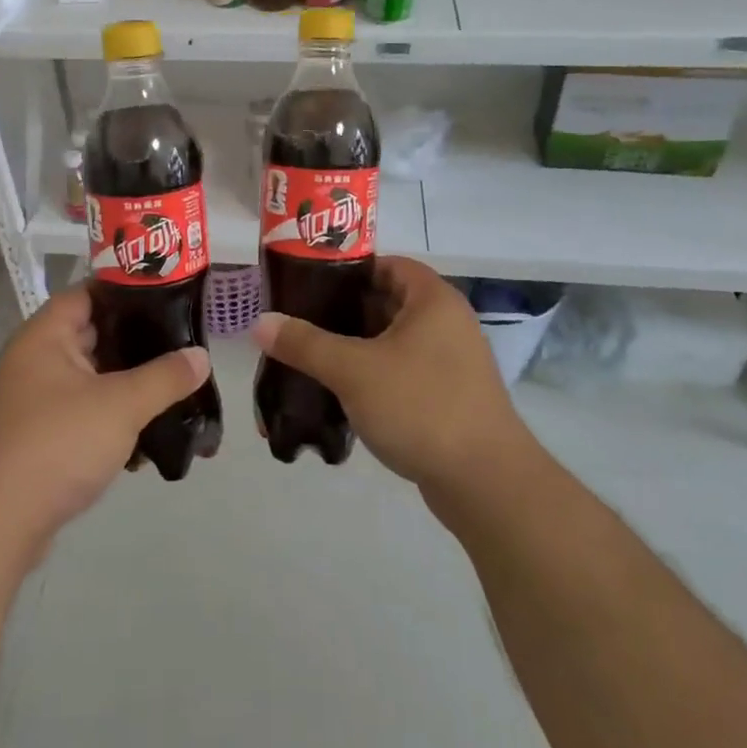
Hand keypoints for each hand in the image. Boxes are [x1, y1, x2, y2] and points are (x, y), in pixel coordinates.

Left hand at [0, 286, 208, 560]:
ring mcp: (33, 399)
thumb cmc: (58, 444)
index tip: (168, 296)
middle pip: (91, 334)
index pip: (87, 292)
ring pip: (89, 377)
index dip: (126, 290)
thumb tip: (201, 356)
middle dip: (135, 340)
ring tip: (171, 385)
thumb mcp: (121, 405)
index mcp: (44, 335)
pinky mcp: (38, 435)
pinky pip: (81, 411)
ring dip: (126, 382)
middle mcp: (34, 359)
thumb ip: (165, 377)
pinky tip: (144, 433)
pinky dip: (110, 415)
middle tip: (179, 340)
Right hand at [250, 257, 536, 502]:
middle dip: (343, 311)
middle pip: (386, 301)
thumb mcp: (353, 370)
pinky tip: (340, 392)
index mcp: (432, 299)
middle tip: (300, 321)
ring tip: (310, 356)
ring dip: (355, 346)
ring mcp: (451, 361)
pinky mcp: (448, 396)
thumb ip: (305, 343)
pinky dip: (373, 375)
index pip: (385, 264)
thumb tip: (260, 322)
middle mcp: (446, 322)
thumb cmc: (421, 407)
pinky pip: (402, 371)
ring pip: (391, 340)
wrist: (486, 484)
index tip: (307, 284)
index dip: (346, 269)